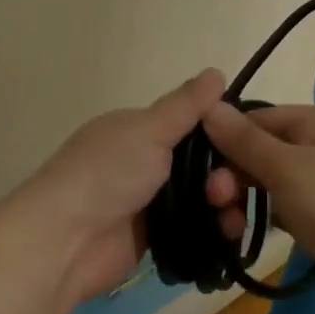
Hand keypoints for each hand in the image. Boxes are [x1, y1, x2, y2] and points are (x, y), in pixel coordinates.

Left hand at [8, 69, 227, 304]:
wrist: (67, 241)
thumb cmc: (107, 174)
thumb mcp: (149, 130)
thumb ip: (185, 106)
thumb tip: (216, 71)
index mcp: (136, 129)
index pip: (189, 123)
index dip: (220, 133)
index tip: (247, 145)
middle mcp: (141, 161)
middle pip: (198, 163)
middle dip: (222, 175)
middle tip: (227, 190)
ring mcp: (145, 201)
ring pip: (197, 198)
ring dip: (221, 206)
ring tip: (230, 218)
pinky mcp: (151, 238)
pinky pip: (191, 228)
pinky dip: (211, 231)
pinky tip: (230, 235)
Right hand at [198, 102, 314, 283]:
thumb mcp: (285, 168)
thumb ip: (244, 139)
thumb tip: (209, 106)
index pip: (259, 118)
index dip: (227, 142)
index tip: (204, 173)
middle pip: (267, 150)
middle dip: (236, 177)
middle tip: (218, 206)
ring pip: (278, 181)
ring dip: (250, 200)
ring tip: (233, 229)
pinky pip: (295, 205)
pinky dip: (275, 215)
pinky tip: (260, 235)